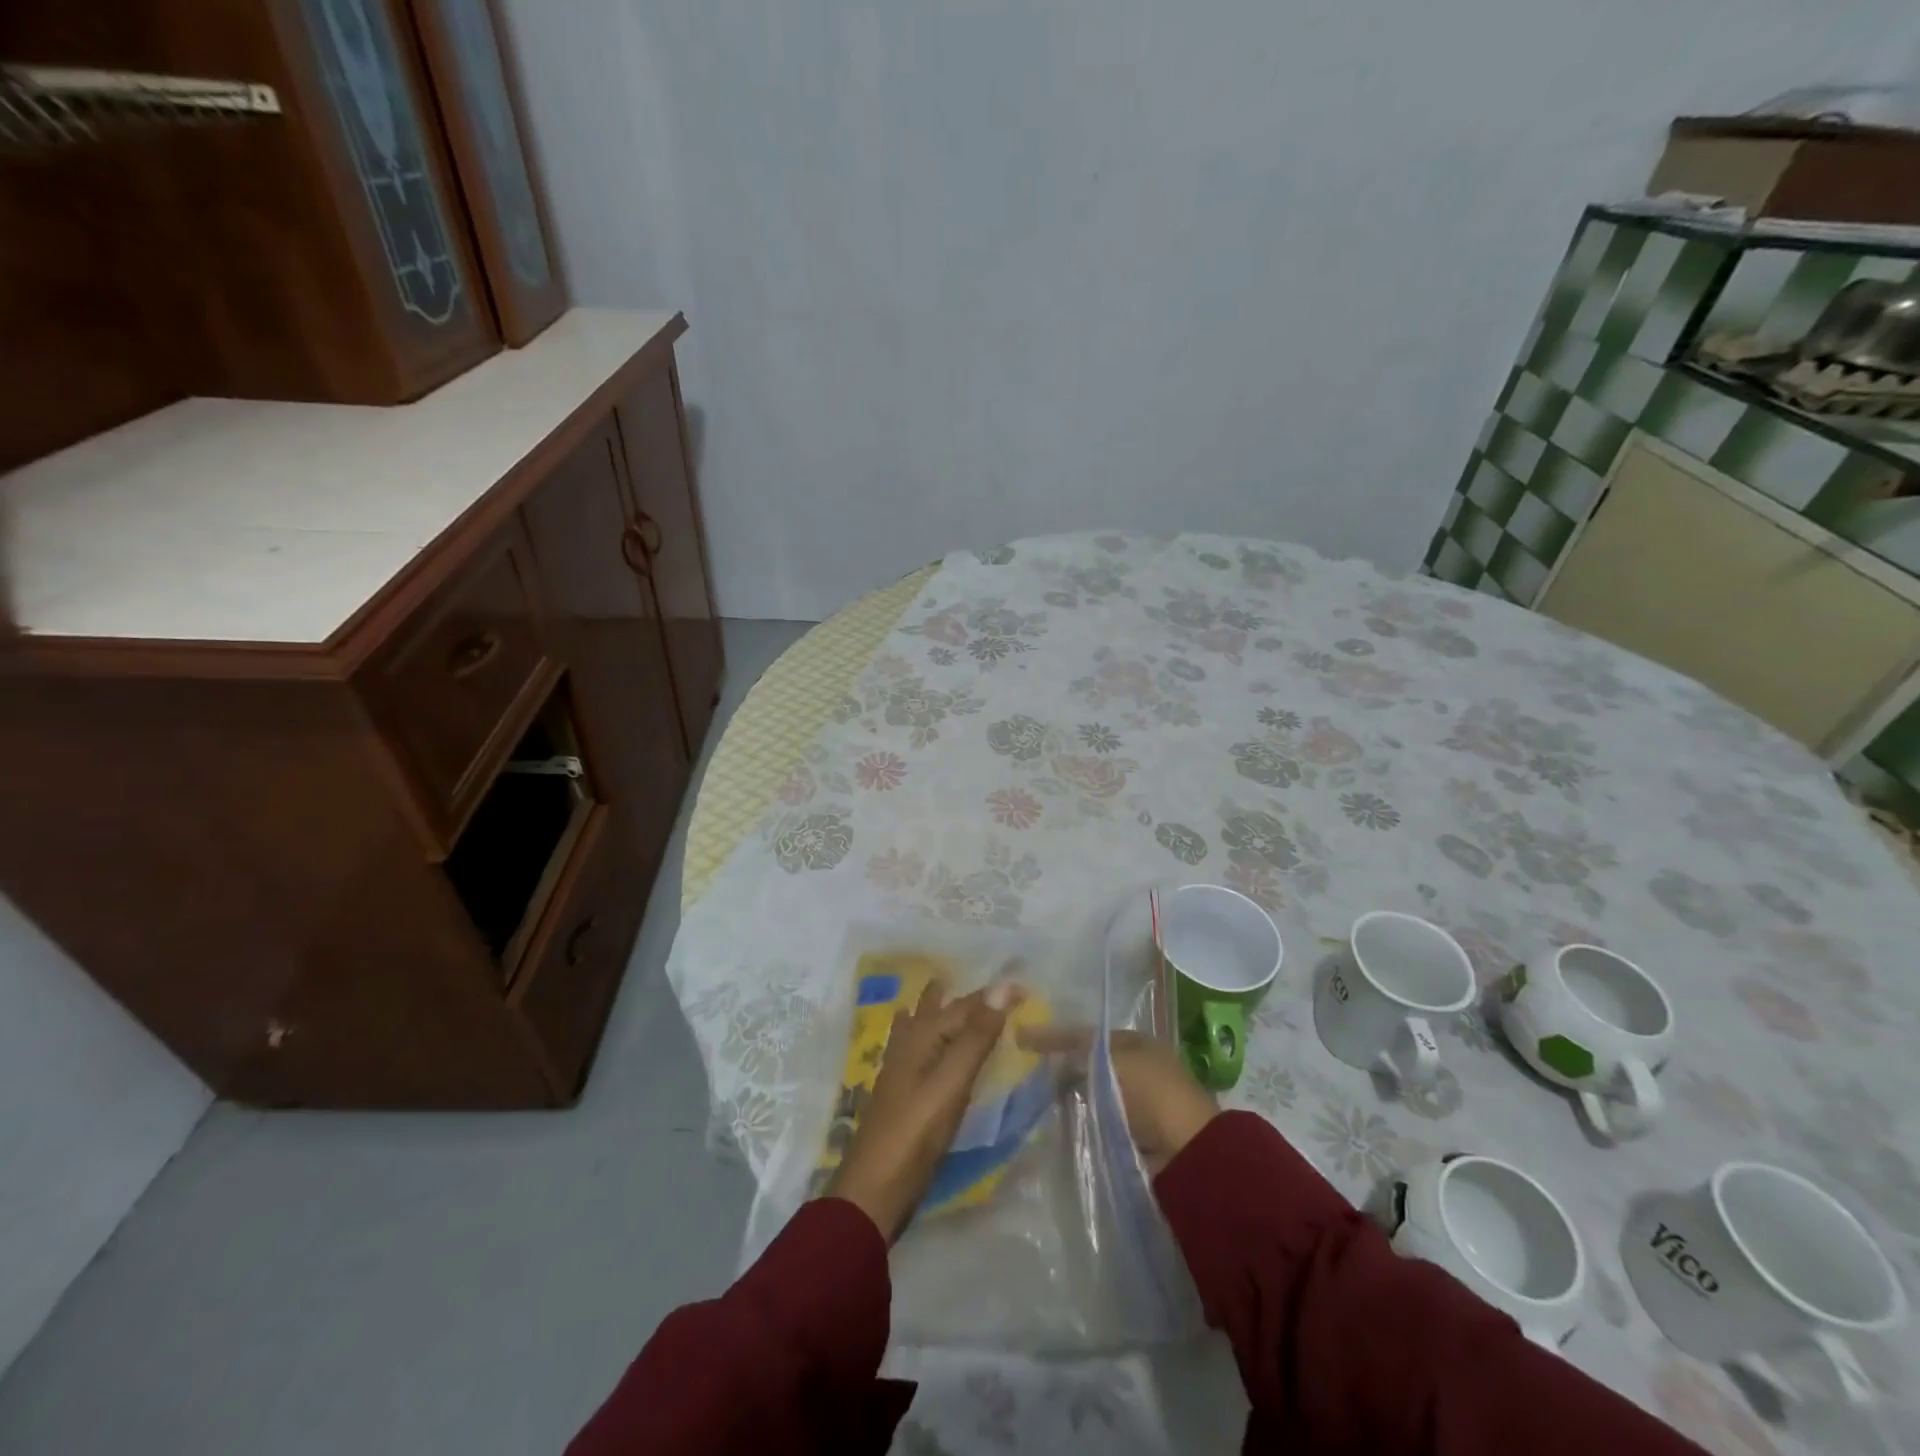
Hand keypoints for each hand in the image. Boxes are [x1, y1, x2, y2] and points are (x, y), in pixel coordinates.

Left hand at [823, 979, 1020, 1241]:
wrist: (873, 1191)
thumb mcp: (951, 1082)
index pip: (964, 1005)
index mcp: (920, 1037)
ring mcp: (901, 1071)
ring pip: (922, 1027)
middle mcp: (908, 1045)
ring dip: (937, 1010)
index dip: (993, 996)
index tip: (1025, 990)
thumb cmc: (915, 1133)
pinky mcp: (903, 1096)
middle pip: (938, 1011)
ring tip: (945, 993)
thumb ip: (976, 1037)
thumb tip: (1003, 987)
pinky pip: (920, 1052)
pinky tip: (926, 1046)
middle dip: (961, 997)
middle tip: (988, 988)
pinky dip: (930, 1039)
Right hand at [1018, 1026, 1217, 1174]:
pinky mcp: (1131, 1134)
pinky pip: (1096, 1121)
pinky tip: (1055, 1123)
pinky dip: (1079, 1120)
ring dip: (1068, 1097)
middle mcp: (1136, 1067)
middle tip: (1027, 1074)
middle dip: (1061, 1068)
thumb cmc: (1151, 1092)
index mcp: (1136, 1042)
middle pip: (1089, 1063)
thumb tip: (1050, 1057)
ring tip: (1033, 1100)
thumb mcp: (1110, 1060)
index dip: (1056, 1036)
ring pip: (1090, 1093)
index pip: (1088, 1034)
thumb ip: (1077, 1053)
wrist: (1186, 1152)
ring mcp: (1135, 1103)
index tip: (1023, 1040)